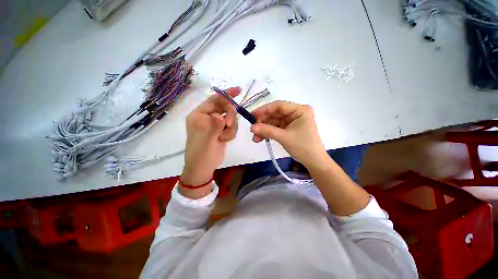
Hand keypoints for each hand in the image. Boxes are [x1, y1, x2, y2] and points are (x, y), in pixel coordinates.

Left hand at [180, 87, 240, 189]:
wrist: (204, 167)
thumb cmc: (201, 152)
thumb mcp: (207, 137)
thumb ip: (215, 123)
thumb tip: (222, 117)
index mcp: (199, 114)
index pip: (214, 99)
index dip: (226, 94)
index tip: (238, 90)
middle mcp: (207, 117)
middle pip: (224, 108)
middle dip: (229, 116)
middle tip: (228, 125)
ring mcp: (215, 124)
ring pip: (230, 118)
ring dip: (230, 128)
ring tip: (223, 137)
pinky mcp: (222, 131)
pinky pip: (232, 127)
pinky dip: (230, 134)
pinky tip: (224, 140)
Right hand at [250, 101, 327, 167]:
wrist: (313, 161)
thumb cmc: (303, 147)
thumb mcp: (284, 137)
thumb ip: (267, 131)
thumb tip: (251, 127)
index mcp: (299, 110)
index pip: (279, 105)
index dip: (264, 109)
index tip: (252, 115)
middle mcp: (295, 113)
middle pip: (275, 114)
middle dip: (263, 122)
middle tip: (252, 129)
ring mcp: (291, 121)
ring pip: (273, 122)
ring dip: (264, 129)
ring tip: (255, 138)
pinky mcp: (288, 128)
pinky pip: (275, 128)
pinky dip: (268, 133)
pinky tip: (260, 138)